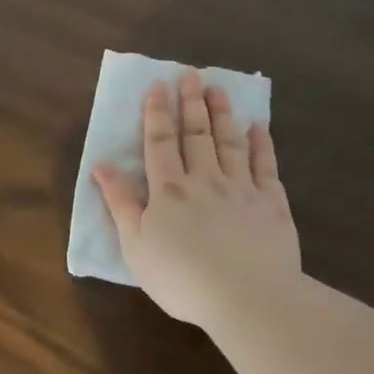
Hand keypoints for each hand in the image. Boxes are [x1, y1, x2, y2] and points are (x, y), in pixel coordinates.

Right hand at [93, 68, 300, 331]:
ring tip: (218, 89)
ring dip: (223, 114)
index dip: (157, 112)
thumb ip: (119, 202)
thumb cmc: (182, 278)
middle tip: (190, 74)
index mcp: (169, 190)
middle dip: (191, 102)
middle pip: (196, 134)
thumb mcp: (136, 245)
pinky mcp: (272, 204)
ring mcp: (242, 189)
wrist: (248, 299)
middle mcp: (205, 180)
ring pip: (230, 143)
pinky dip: (262, 144)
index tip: (158, 84)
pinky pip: (266, 166)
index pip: (160, 142)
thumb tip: (101, 164)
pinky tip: (259, 127)